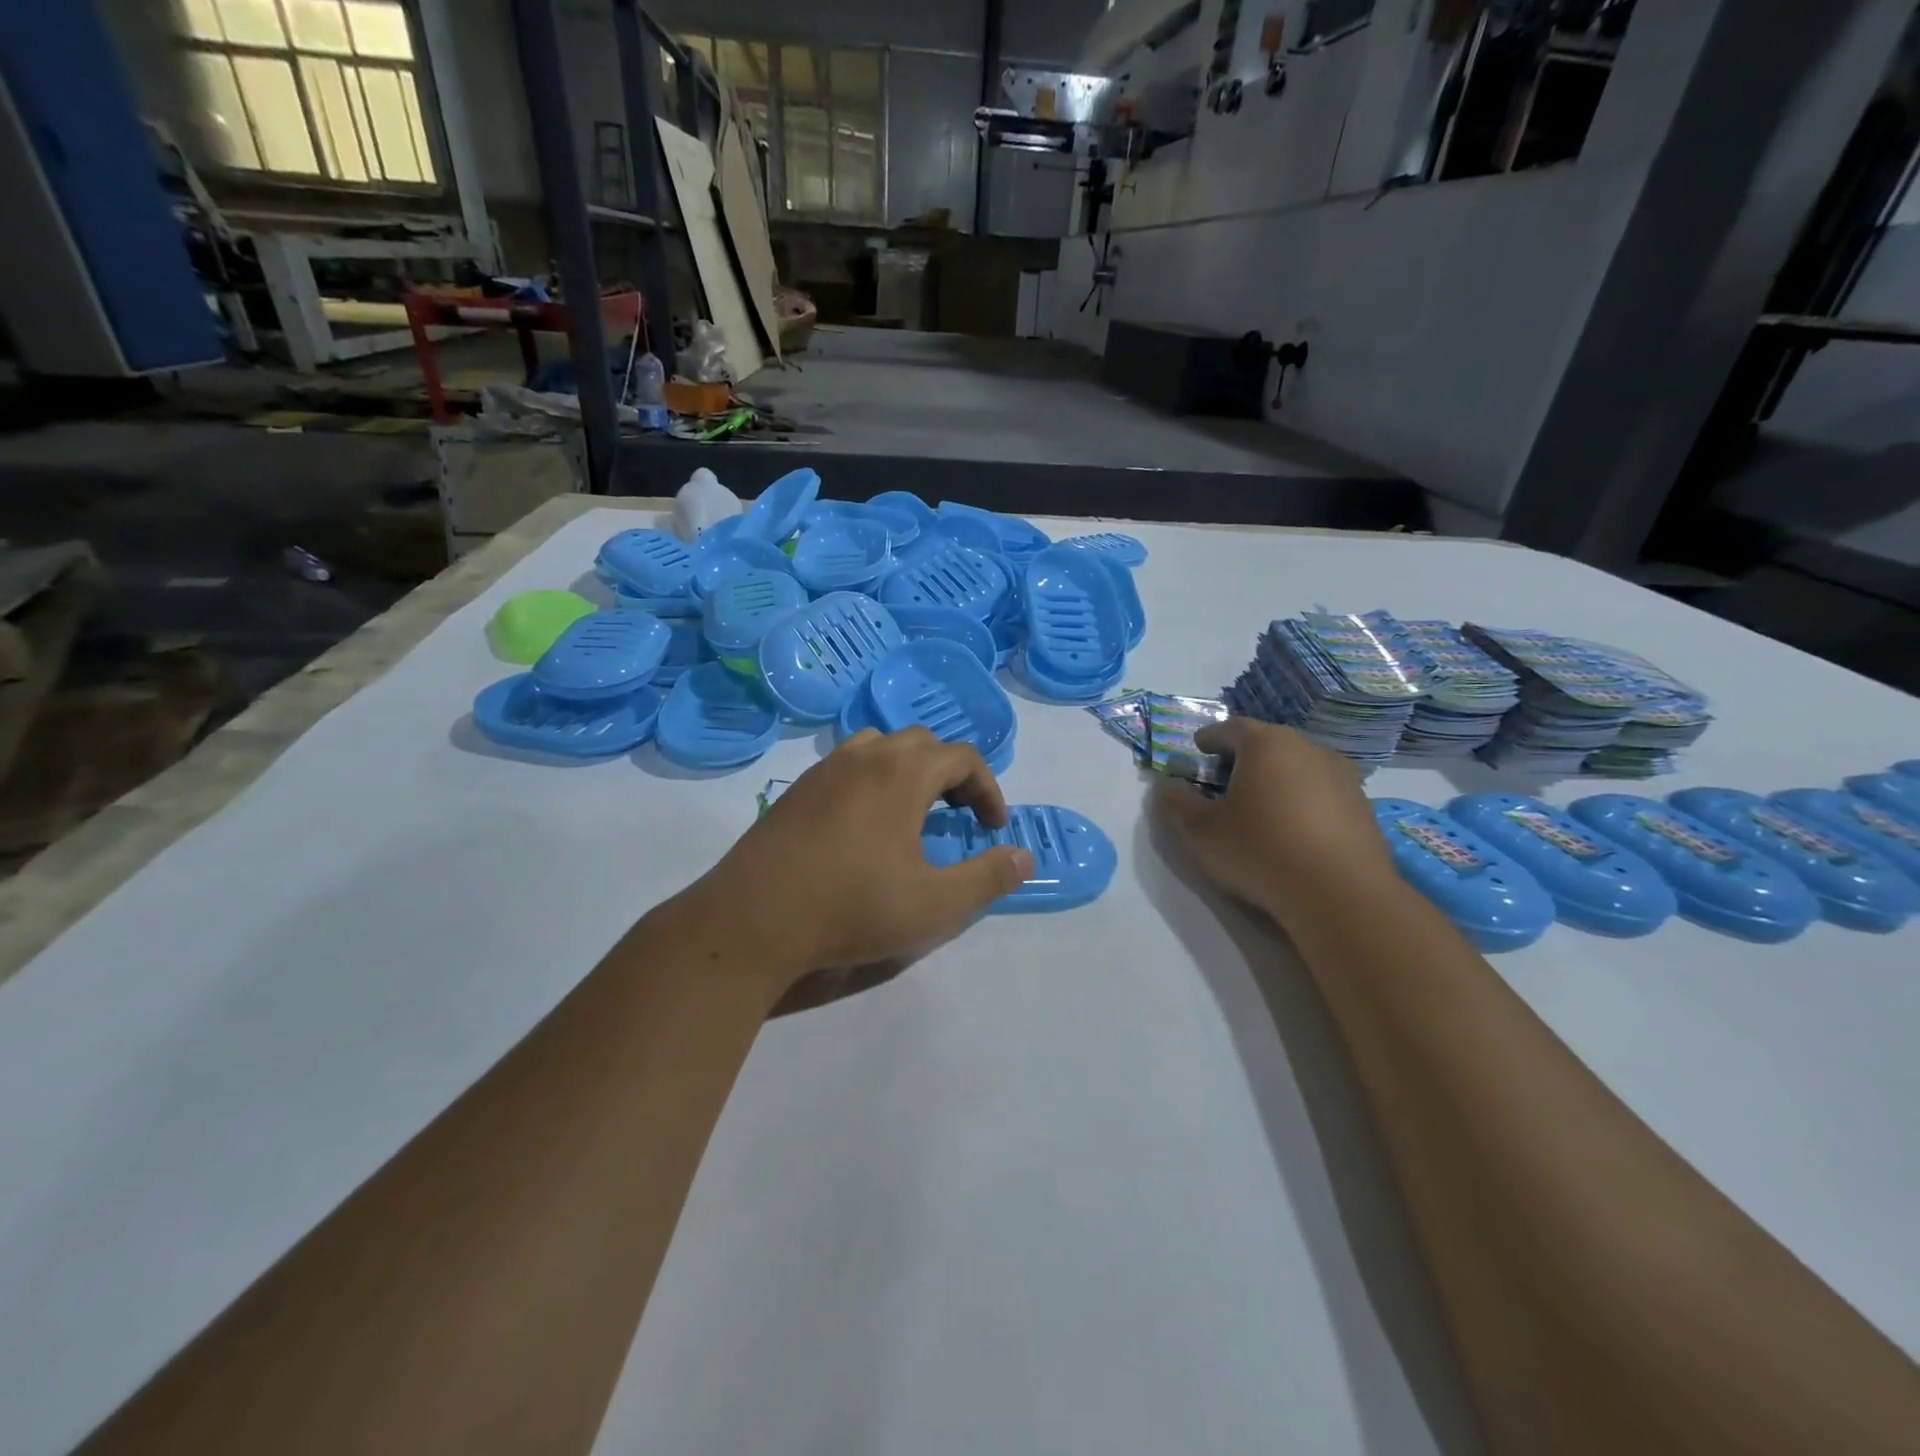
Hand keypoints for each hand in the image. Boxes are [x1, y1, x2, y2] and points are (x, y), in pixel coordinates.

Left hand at [691, 728, 1033, 993]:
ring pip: (880, 747)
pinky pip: (846, 766)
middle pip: (922, 744)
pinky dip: (872, 780)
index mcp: (903, 773)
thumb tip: (1025, 858)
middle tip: (958, 818)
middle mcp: (865, 756)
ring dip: (908, 771)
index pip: (962, 757)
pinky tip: (864, 826)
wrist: (754, 919)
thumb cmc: (853, 907)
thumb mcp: (935, 904)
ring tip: (913, 813)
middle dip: (951, 775)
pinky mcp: (796, 789)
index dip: (988, 789)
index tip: (993, 828)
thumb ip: (988, 878)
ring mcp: (824, 769)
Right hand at [1154, 718, 1394, 927]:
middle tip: (1224, 779)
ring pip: (1298, 766)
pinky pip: (1322, 792)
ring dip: (1276, 778)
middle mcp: (1308, 748)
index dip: (1210, 739)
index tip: (1198, 751)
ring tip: (1259, 806)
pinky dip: (1302, 800)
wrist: (1340, 894)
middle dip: (1243, 757)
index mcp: (1266, 744)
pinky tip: (1293, 829)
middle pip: (1268, 743)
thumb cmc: (1259, 850)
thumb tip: (1167, 785)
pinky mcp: (1362, 806)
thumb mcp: (1200, 830)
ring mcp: (1342, 776)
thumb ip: (1176, 802)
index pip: (1231, 728)